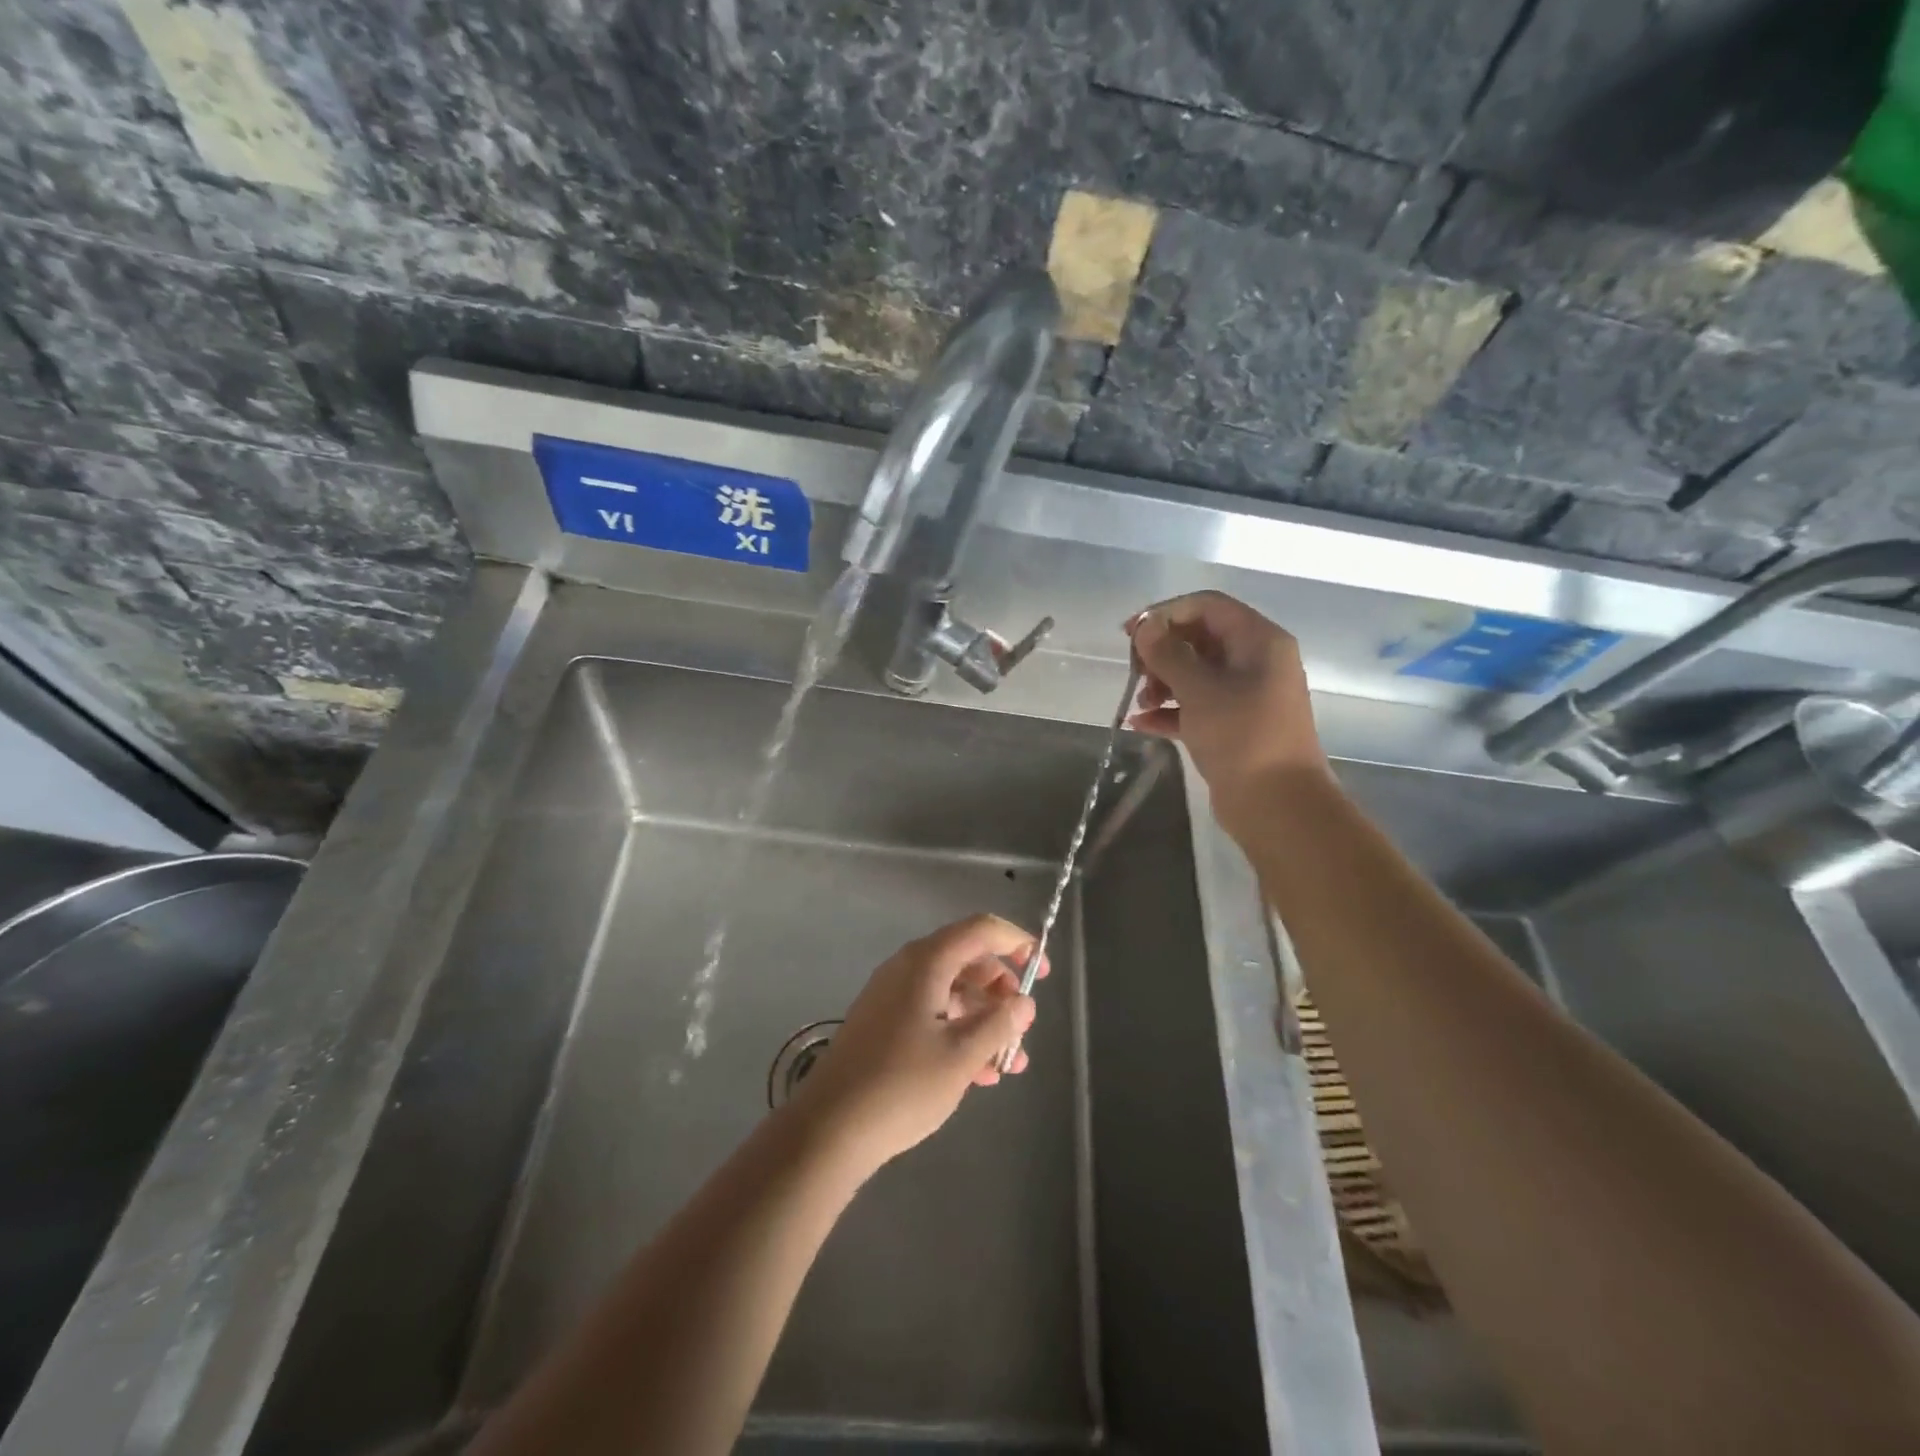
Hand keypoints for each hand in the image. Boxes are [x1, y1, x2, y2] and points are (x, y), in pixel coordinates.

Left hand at [791, 915, 1043, 1172]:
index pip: (982, 930)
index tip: (1043, 972)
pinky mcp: (884, 1024)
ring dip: (984, 1021)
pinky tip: (980, 1074)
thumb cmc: (902, 1085)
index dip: (1017, 942)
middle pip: (968, 960)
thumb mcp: (962, 1055)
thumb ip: (999, 1024)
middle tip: (1023, 1027)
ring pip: (952, 992)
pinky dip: (960, 1033)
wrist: (829, 1128)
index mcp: (927, 961)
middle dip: (1002, 991)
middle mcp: (908, 968)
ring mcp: (893, 996)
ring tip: (1010, 1063)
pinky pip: (933, 1014)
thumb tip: (1023, 1002)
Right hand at [1125, 591, 1330, 812]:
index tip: (1129, 633)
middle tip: (1134, 671)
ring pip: (1195, 673)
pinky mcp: (1233, 726)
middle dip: (1161, 651)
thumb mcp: (1200, 690)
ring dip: (1162, 682)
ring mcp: (1245, 695)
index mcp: (1259, 641)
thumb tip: (1144, 627)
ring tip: (1141, 702)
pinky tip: (1140, 723)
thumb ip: (1168, 654)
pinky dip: (1169, 710)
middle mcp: (1255, 661)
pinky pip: (1195, 705)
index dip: (1165, 613)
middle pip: (1199, 638)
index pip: (1207, 606)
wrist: (1278, 806)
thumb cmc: (1242, 737)